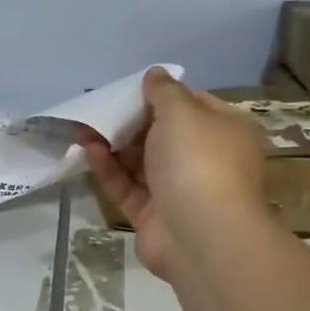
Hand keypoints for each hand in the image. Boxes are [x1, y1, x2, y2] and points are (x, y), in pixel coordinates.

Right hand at [80, 68, 267, 279]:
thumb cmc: (198, 160)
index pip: (193, 104)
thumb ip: (164, 91)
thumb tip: (155, 74)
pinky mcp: (155, 217)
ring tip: (83, 126)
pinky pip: (129, 187)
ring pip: (142, 162)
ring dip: (114, 144)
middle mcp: (207, 160)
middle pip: (164, 134)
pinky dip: (110, 169)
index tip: (131, 89)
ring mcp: (181, 191)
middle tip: (99, 106)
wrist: (201, 236)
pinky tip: (88, 151)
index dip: (162, 94)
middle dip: (131, 120)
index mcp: (226, 131)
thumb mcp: (181, 111)